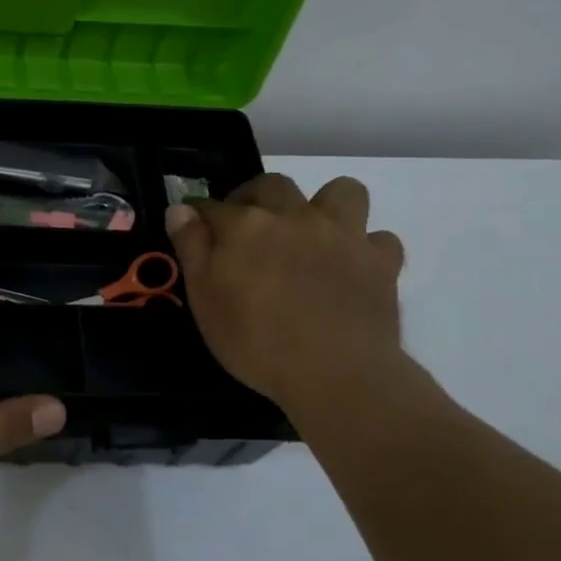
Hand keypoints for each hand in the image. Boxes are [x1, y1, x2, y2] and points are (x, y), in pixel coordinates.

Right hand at [165, 174, 406, 422]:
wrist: (337, 375)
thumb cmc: (257, 341)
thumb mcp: (205, 300)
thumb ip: (191, 248)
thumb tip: (180, 208)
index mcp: (247, 225)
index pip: (212, 206)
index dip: (200, 215)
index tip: (194, 227)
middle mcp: (295, 216)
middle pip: (272, 185)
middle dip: (254, 196)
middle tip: (247, 226)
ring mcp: (343, 235)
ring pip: (342, 192)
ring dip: (325, 205)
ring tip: (312, 232)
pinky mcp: (381, 262)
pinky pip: (380, 239)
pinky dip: (365, 247)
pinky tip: (352, 266)